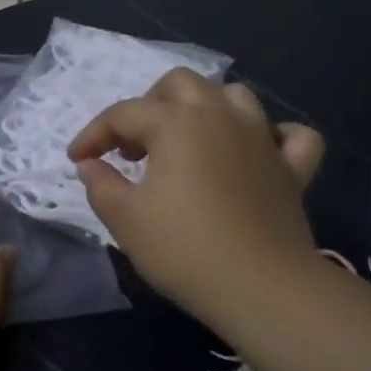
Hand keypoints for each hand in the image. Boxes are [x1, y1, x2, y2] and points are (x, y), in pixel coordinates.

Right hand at [68, 70, 323, 333]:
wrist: (260, 287)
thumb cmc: (184, 249)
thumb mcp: (124, 218)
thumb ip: (100, 184)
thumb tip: (91, 164)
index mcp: (176, 122)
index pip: (124, 113)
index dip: (94, 133)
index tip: (78, 159)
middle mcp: (220, 115)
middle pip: (180, 83)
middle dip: (150, 105)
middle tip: (136, 146)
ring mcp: (262, 138)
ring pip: (235, 96)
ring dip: (207, 109)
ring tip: (189, 142)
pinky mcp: (292, 169)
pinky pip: (293, 136)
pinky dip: (275, 136)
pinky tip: (258, 152)